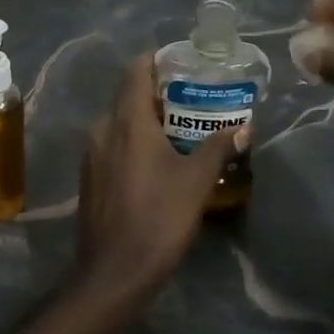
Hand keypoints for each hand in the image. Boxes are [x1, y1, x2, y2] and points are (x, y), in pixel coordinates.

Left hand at [73, 54, 245, 298]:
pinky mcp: (89, 176)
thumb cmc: (158, 218)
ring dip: (147, 120)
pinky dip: (134, 141)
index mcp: (127, 121)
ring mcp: (91, 153)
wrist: (113, 272)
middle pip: (128, 96)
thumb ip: (218, 147)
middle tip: (193, 99)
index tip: (182, 63)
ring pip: (120, 122)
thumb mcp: (196, 181)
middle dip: (159, 93)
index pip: (135, 71)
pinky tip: (157, 160)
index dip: (156, 61)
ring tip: (181, 130)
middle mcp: (102, 128)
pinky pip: (112, 144)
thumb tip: (244, 127)